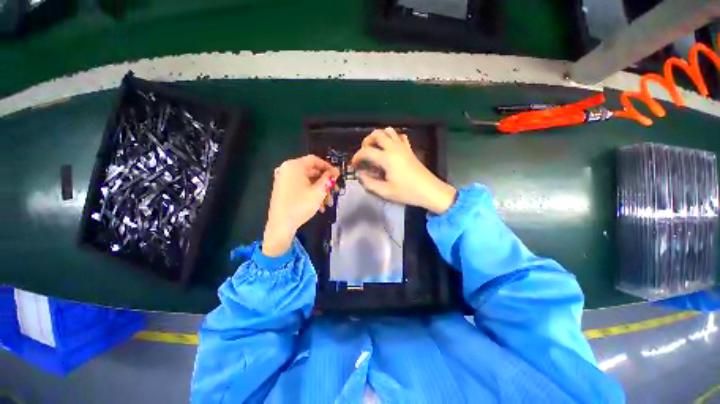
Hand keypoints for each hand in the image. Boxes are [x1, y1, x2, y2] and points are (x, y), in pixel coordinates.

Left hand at [263, 155, 339, 256]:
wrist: (281, 225)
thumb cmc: (301, 205)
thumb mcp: (318, 191)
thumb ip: (328, 178)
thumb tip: (335, 171)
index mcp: (294, 166)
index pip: (315, 160)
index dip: (328, 167)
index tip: (337, 176)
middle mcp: (287, 169)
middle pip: (312, 171)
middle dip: (325, 182)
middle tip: (335, 191)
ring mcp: (284, 180)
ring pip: (307, 181)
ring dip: (320, 190)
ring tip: (328, 203)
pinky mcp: (283, 189)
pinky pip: (301, 187)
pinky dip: (311, 193)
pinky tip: (319, 206)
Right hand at [351, 127, 455, 214]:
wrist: (430, 191)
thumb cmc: (407, 192)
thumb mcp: (385, 192)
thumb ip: (369, 183)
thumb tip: (360, 174)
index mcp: (387, 158)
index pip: (366, 151)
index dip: (357, 157)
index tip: (354, 164)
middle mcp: (394, 148)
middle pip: (377, 134)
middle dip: (366, 142)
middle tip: (364, 153)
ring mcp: (403, 147)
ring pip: (388, 131)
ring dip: (379, 137)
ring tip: (375, 149)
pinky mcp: (409, 150)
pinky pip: (400, 136)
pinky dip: (392, 138)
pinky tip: (389, 147)